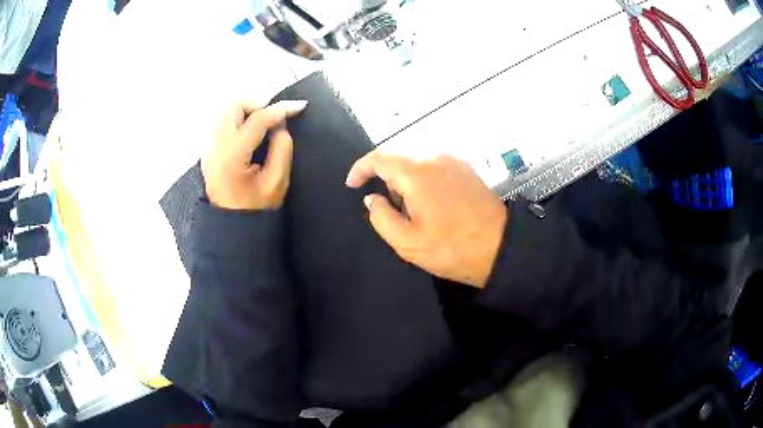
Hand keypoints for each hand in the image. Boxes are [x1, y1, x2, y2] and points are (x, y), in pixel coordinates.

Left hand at [202, 100, 307, 209]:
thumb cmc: (255, 210)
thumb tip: (280, 126)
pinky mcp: (208, 152)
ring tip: (263, 125)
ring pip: (225, 114)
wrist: (230, 229)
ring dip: (246, 113)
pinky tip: (249, 134)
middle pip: (233, 107)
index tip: (299, 106)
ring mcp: (209, 149)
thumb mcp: (277, 182)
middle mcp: (215, 147)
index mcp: (232, 155)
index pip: (256, 120)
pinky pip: (221, 125)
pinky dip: (237, 122)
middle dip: (257, 105)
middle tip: (274, 118)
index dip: (280, 109)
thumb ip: (282, 148)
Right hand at [346, 152, 507, 287]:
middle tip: (386, 206)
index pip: (379, 157)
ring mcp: (453, 160)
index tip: (352, 185)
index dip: (360, 169)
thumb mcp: (407, 242)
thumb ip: (381, 217)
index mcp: (417, 172)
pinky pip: (434, 164)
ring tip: (410, 209)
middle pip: (398, 156)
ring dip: (404, 178)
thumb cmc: (452, 248)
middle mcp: (435, 157)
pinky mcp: (466, 168)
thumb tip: (372, 199)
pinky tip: (429, 202)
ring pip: (416, 159)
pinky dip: (422, 177)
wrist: (501, 247)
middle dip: (384, 176)